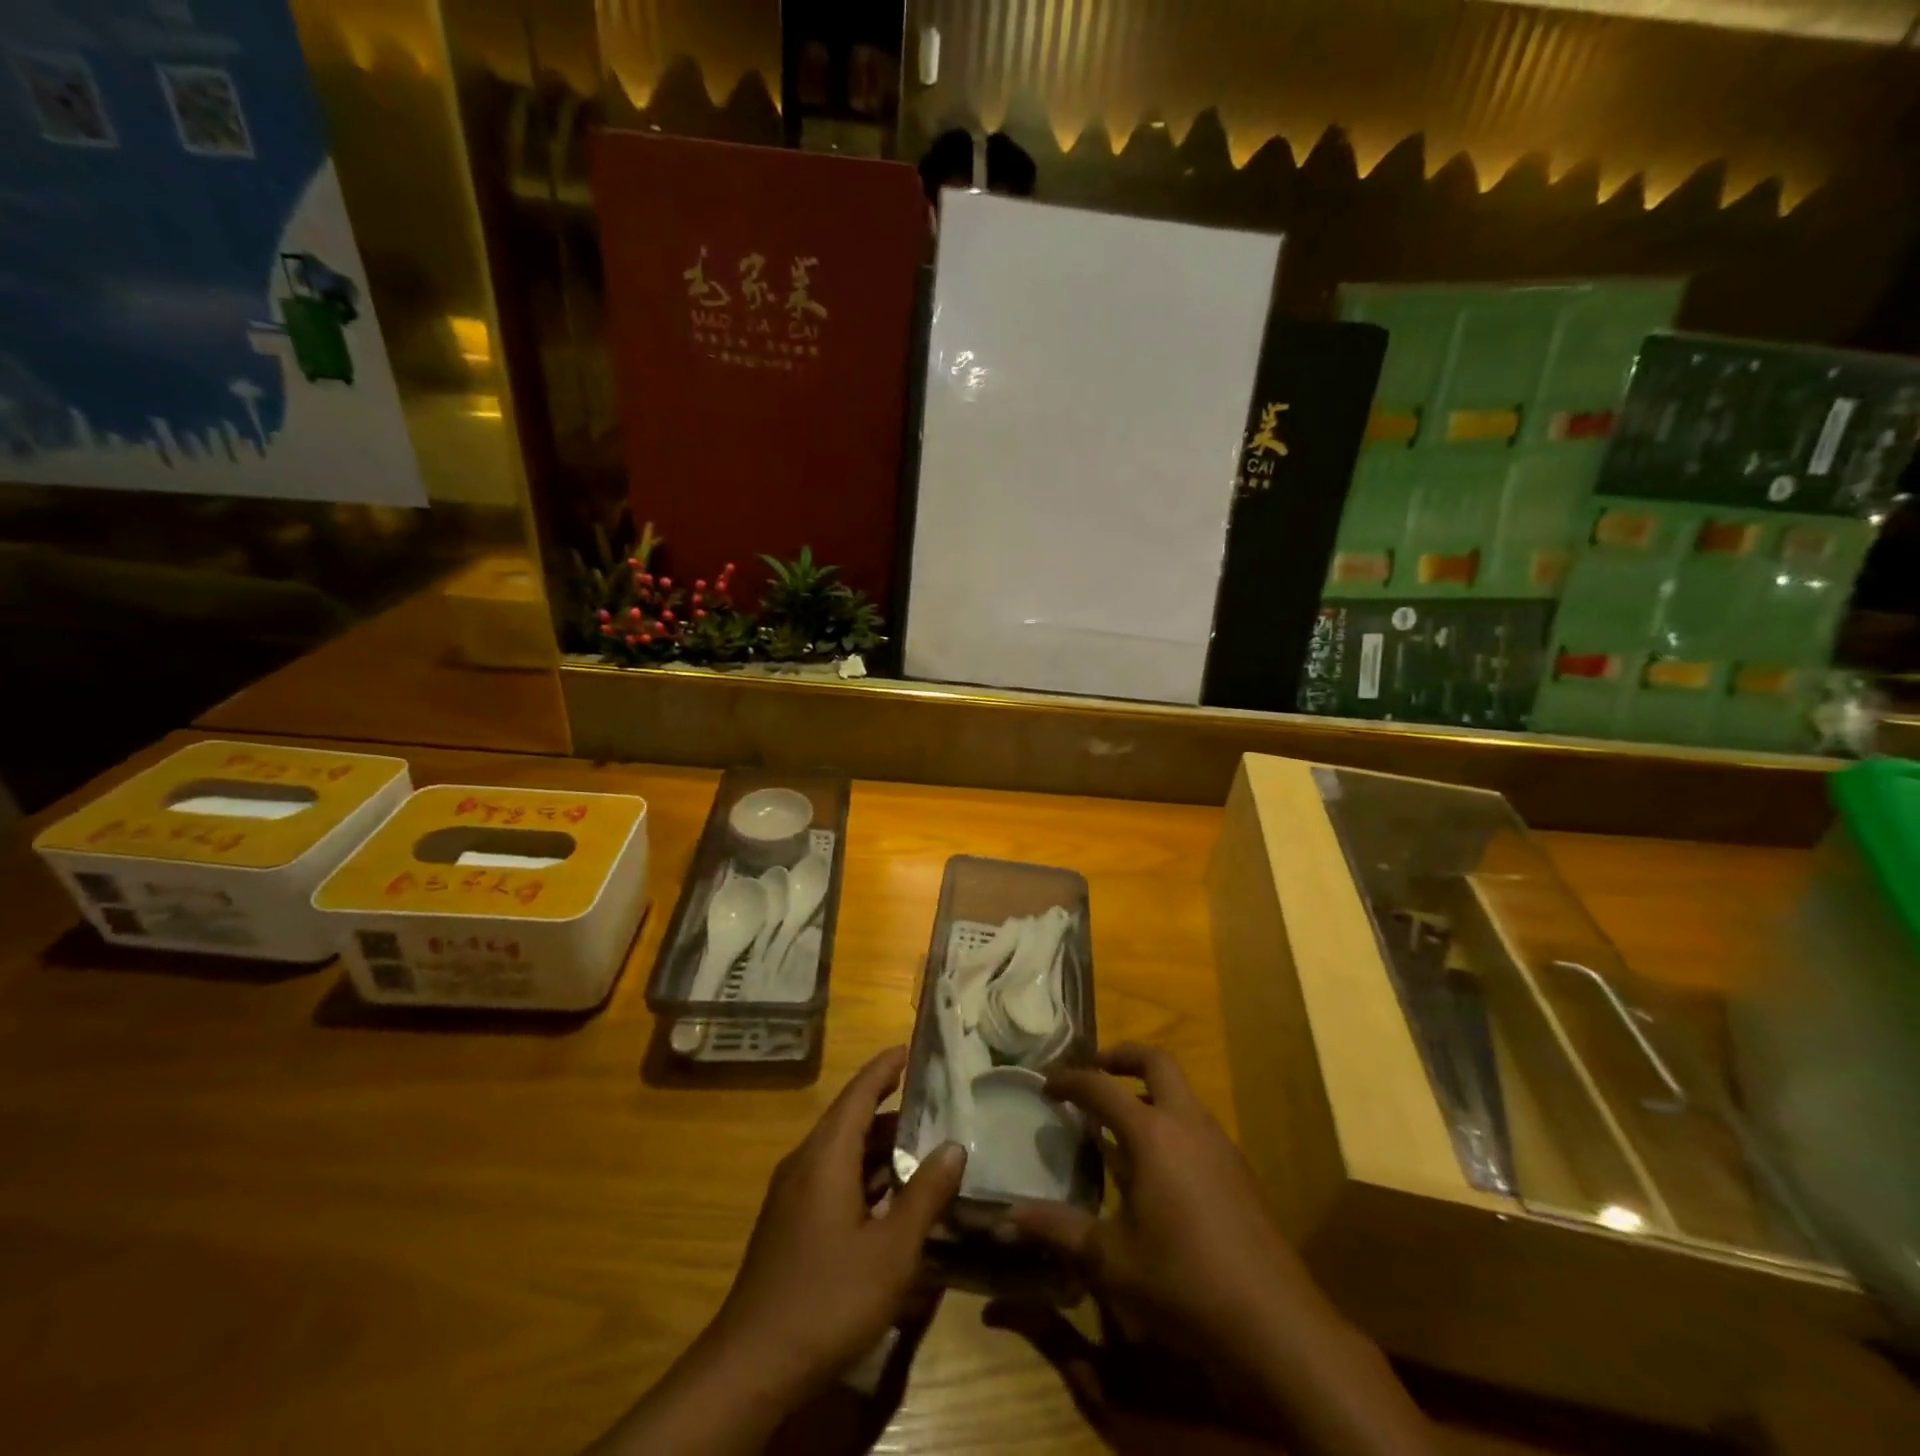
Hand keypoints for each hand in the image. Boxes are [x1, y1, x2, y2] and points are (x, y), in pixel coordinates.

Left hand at [709, 1045, 966, 1399]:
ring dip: (878, 1147)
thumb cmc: (828, 1298)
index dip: (883, 1068)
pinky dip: (863, 1174)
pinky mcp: (789, 1224)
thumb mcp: (891, 1251)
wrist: (752, 1365)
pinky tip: (889, 1198)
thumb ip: (925, 1196)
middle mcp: (804, 1164)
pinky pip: (831, 1178)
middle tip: (933, 1103)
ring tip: (921, 1147)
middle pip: (850, 1120)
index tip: (908, 1048)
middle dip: (889, 1108)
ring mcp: (792, 1195)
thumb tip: (954, 1146)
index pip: (858, 1094)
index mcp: (825, 1157)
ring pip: (840, 1152)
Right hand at [1007, 1043, 1314, 1368]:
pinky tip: (1155, 1167)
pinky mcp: (1239, 1170)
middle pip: (1156, 1061)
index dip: (1069, 1080)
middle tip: (1092, 1072)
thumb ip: (1058, 1230)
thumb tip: (1006, 1218)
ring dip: (1147, 1089)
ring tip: (1117, 1120)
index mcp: (1152, 1134)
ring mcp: (1219, 1144)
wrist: (1277, 1325)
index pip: (1101, 1087)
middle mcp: (1188, 1124)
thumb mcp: (1111, 1261)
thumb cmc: (1185, 1283)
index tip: (1046, 1084)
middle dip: (1119, 1057)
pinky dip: (1169, 1121)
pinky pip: (1196, 1123)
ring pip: (1181, 1091)